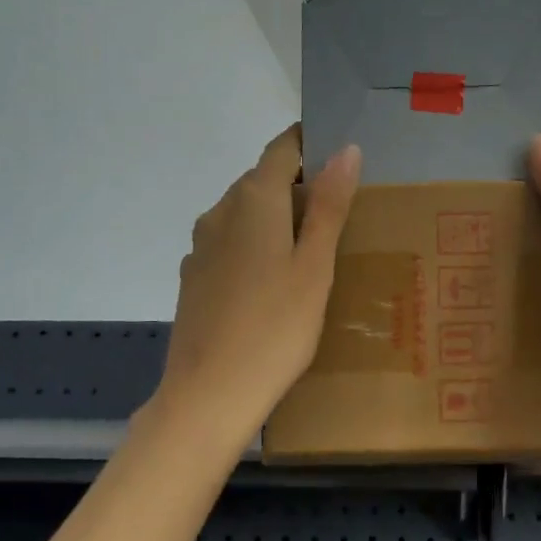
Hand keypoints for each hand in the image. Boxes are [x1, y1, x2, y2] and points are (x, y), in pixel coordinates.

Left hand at [158, 126, 360, 435]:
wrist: (209, 395)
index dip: (310, 145)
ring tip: (313, 251)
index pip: (281, 149)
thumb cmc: (275, 328)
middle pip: (262, 181)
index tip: (342, 160)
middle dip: (299, 186)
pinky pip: (232, 244)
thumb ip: (329, 205)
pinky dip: (257, 246)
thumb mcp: (315, 266)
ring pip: (245, 214)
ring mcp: (202, 247)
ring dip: (277, 219)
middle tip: (342, 215)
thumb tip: (346, 149)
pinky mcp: (194, 278)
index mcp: (253, 200)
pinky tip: (275, 283)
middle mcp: (219, 212)